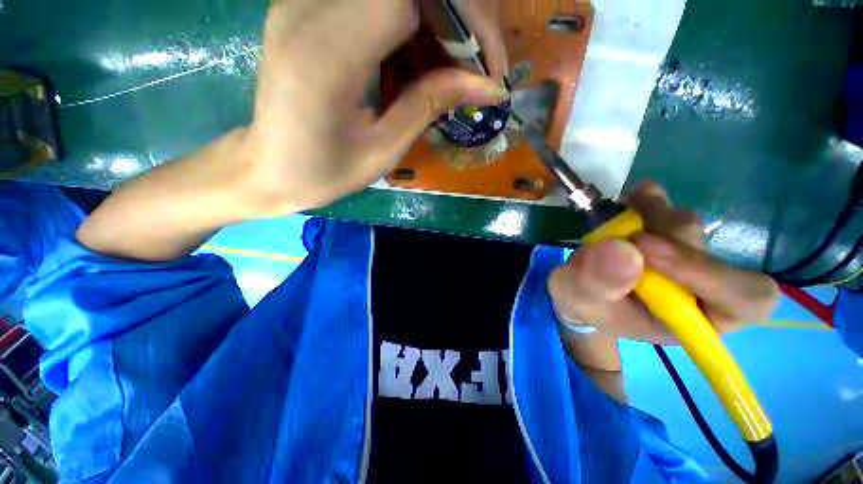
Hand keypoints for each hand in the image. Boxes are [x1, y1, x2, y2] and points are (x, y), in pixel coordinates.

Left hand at [236, 0, 509, 217]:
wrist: (268, 167)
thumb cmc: (323, 173)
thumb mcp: (383, 150)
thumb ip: (430, 105)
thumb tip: (488, 85)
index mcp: (328, 53)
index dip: (467, 15)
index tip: (489, 66)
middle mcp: (311, 8)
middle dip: (459, 17)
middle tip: (476, 69)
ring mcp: (305, 1)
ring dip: (437, 25)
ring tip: (449, 75)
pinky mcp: (309, 8)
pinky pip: (376, 3)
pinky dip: (411, 28)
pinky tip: (416, 66)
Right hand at [548, 182, 779, 343]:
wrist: (579, 288)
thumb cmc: (583, 303)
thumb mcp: (577, 299)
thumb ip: (596, 283)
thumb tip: (625, 250)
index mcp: (692, 321)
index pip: (743, 300)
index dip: (709, 273)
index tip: (646, 250)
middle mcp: (700, 288)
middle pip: (710, 253)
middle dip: (664, 237)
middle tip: (623, 229)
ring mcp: (684, 257)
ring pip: (687, 227)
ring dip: (653, 214)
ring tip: (620, 214)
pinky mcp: (666, 235)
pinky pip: (670, 210)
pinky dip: (651, 201)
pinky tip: (632, 199)